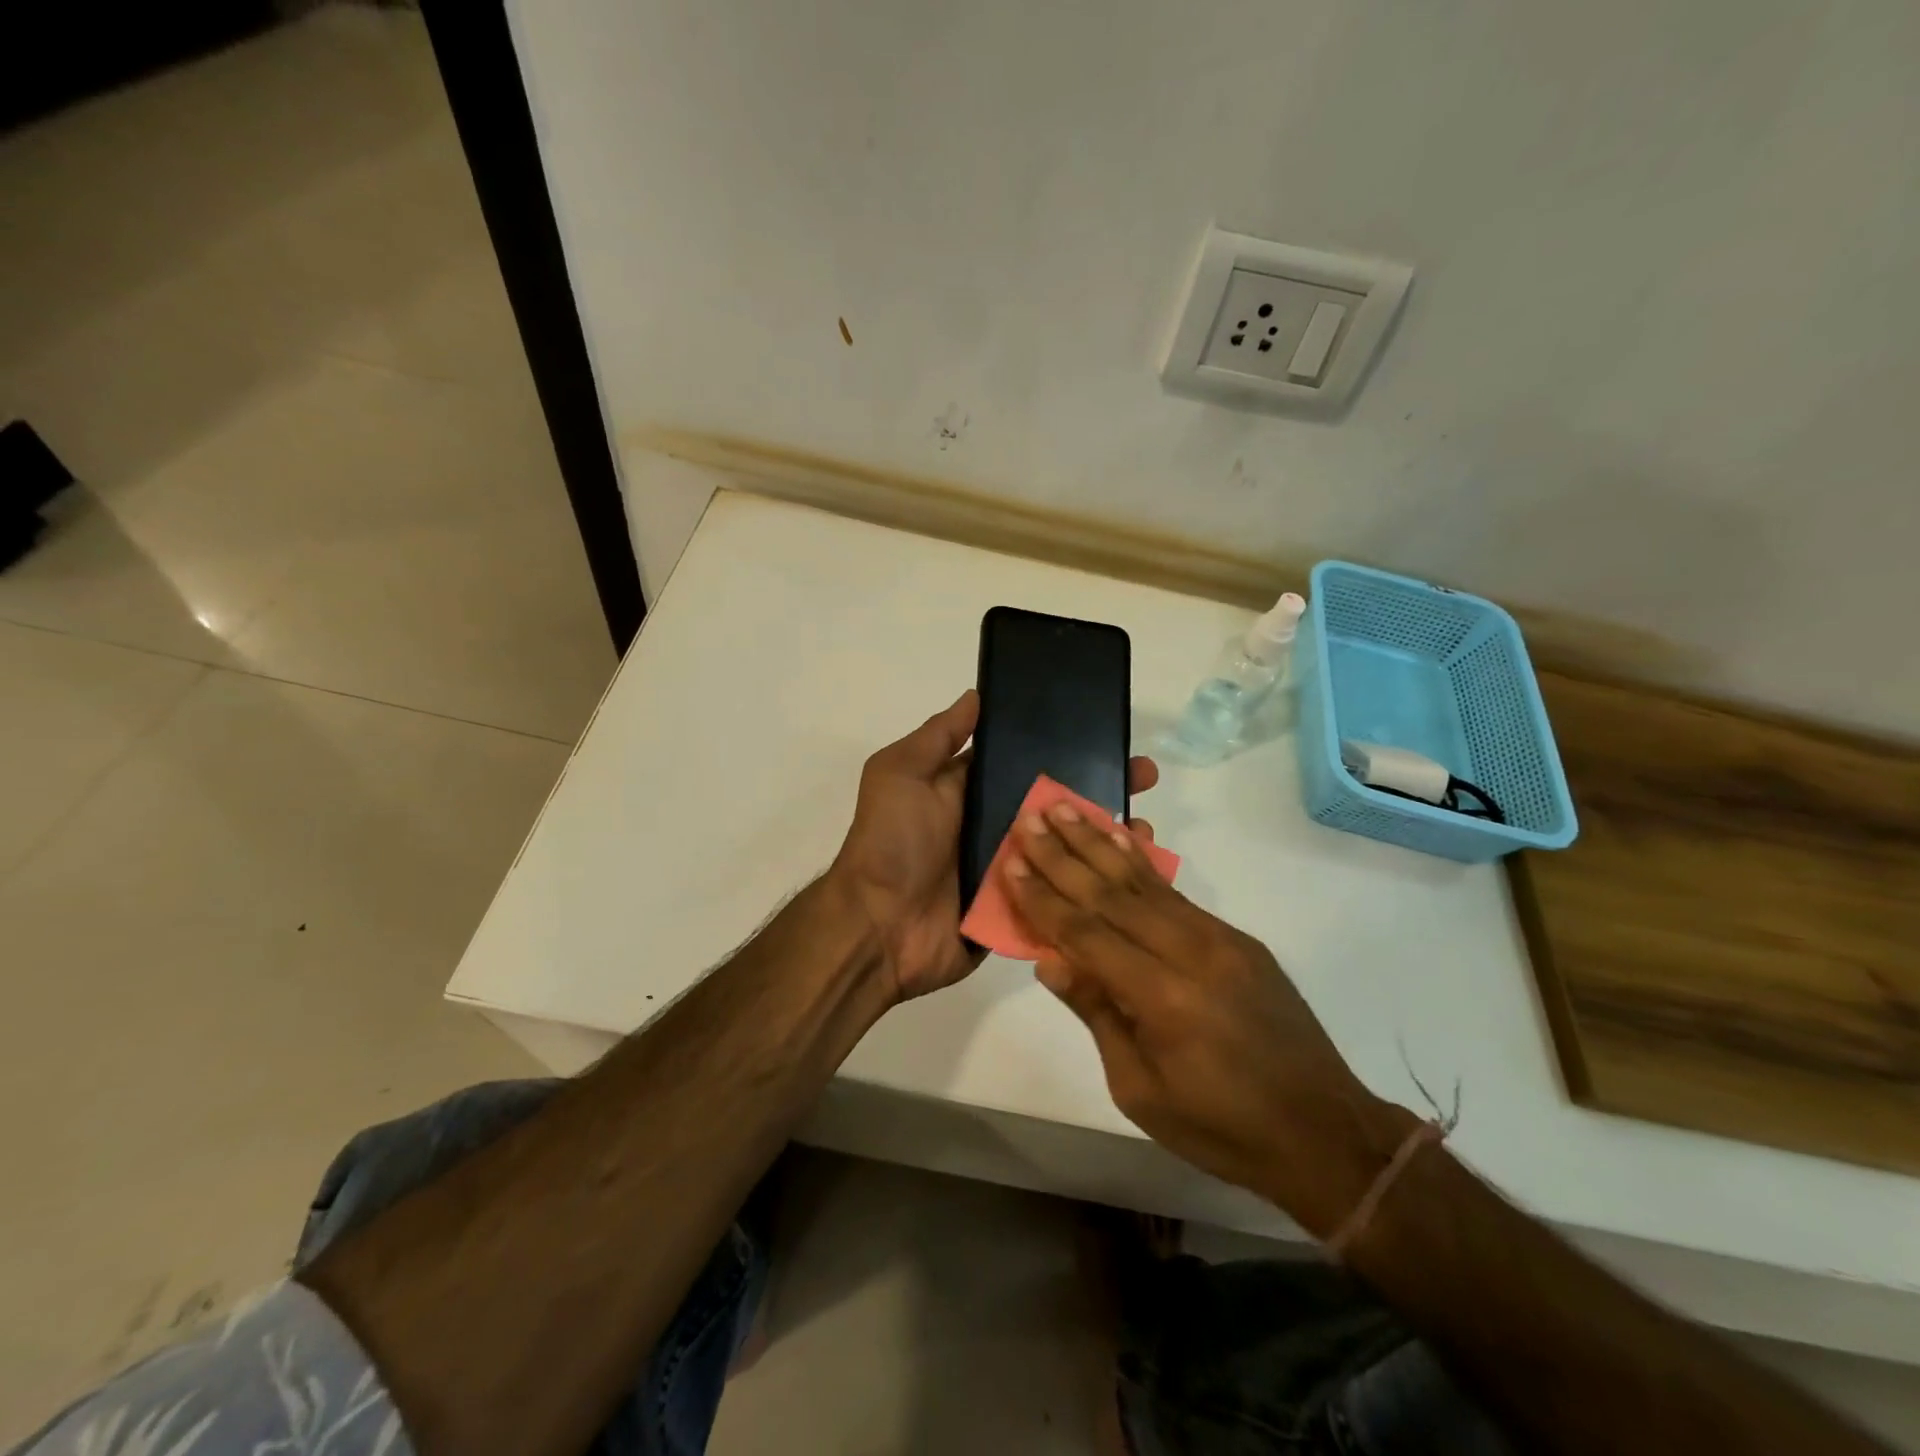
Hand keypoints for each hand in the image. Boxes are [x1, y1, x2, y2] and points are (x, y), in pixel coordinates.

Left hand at [830, 690, 1159, 1003]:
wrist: (878, 928)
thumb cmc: (891, 842)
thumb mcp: (901, 773)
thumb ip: (938, 736)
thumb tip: (976, 695)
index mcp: (975, 792)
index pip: (1031, 763)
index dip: (1067, 748)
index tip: (1109, 734)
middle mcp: (999, 828)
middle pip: (1059, 806)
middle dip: (1102, 789)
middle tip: (1145, 777)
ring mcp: (1014, 873)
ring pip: (1069, 851)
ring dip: (1108, 839)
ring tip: (1147, 828)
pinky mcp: (1023, 913)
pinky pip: (1065, 898)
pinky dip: (1097, 889)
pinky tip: (1136, 878)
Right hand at [1003, 802, 1414, 1236]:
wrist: (1323, 1131)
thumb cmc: (1220, 1127)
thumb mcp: (1140, 1090)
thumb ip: (1097, 1014)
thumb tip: (1050, 959)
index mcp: (1163, 999)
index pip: (1087, 934)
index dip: (1045, 899)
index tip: (1011, 863)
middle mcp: (1191, 953)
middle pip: (1112, 895)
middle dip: (1065, 854)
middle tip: (1031, 817)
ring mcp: (1219, 939)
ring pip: (1146, 882)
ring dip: (1100, 843)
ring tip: (1068, 808)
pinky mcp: (1236, 938)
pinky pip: (1176, 894)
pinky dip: (1141, 863)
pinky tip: (1120, 838)